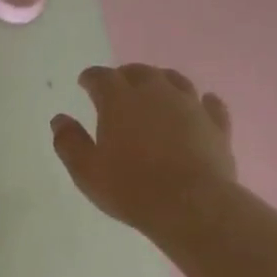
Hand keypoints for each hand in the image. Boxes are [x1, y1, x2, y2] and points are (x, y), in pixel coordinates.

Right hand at [51, 64, 236, 236]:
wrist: (190, 205)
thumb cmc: (130, 188)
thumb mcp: (86, 171)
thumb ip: (69, 142)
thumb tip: (59, 120)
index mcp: (119, 100)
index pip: (101, 77)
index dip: (91, 78)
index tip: (85, 82)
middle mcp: (156, 93)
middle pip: (139, 72)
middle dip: (125, 75)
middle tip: (118, 85)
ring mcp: (190, 106)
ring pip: (175, 81)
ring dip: (161, 81)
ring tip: (155, 89)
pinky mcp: (216, 124)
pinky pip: (209, 104)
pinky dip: (201, 102)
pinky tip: (201, 104)